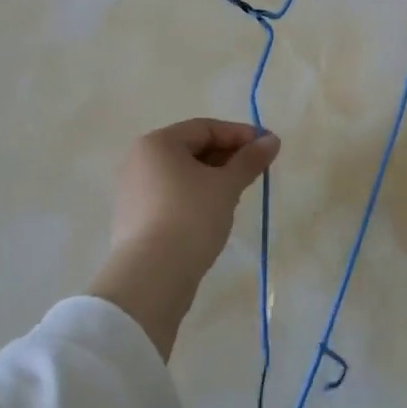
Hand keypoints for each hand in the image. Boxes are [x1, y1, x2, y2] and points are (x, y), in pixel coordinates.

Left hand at [89, 119, 280, 360]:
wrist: (150, 279)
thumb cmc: (190, 218)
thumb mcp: (226, 186)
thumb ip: (250, 160)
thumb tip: (272, 140)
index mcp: (158, 143)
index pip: (206, 128)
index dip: (240, 134)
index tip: (268, 147)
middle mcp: (140, 160)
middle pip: (192, 148)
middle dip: (227, 157)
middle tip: (257, 171)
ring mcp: (133, 191)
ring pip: (183, 174)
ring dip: (213, 178)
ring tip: (238, 193)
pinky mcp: (135, 219)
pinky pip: (172, 196)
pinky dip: (195, 197)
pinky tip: (214, 214)